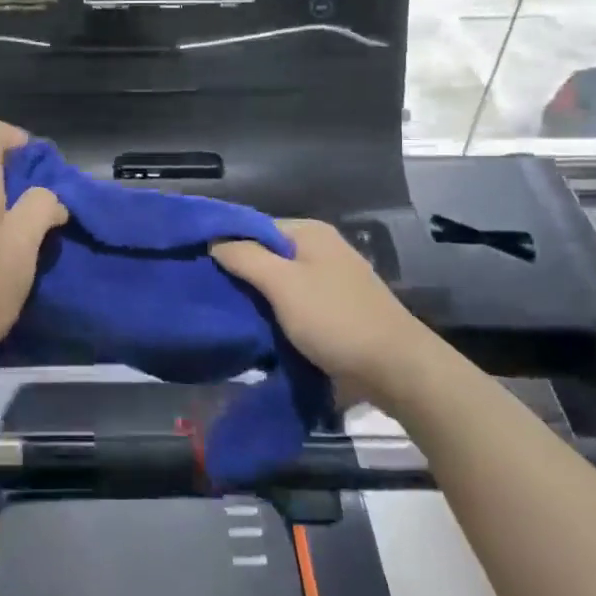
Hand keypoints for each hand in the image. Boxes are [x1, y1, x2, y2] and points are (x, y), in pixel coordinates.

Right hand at [212, 219, 424, 387]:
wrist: (397, 369)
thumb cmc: (335, 319)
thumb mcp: (283, 284)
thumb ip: (245, 257)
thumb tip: (214, 241)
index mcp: (309, 232)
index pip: (254, 226)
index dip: (227, 243)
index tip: (198, 265)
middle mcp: (321, 249)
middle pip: (267, 254)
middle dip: (240, 273)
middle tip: (208, 293)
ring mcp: (331, 280)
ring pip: (279, 282)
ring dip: (257, 298)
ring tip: (226, 313)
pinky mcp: (336, 310)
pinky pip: (294, 304)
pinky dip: (276, 314)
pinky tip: (257, 329)